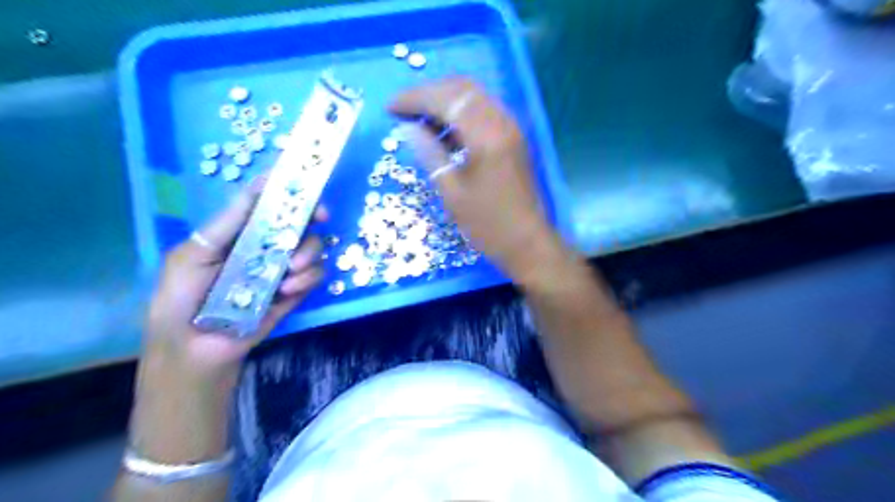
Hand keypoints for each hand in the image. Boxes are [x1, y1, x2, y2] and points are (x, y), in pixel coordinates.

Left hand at [146, 177, 328, 376]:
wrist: (193, 349)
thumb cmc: (181, 297)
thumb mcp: (194, 253)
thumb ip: (228, 222)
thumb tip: (259, 185)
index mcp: (242, 233)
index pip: (271, 206)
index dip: (291, 192)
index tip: (307, 185)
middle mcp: (266, 248)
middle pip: (301, 223)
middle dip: (313, 218)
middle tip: (320, 218)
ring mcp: (282, 271)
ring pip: (313, 249)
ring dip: (308, 254)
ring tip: (288, 274)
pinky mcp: (294, 293)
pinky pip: (315, 277)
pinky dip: (308, 279)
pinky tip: (288, 289)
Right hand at [391, 79, 556, 281]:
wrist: (528, 242)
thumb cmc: (487, 224)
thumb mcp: (452, 192)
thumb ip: (429, 154)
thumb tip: (408, 128)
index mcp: (486, 135)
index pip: (446, 98)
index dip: (414, 98)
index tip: (390, 108)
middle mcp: (502, 122)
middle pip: (461, 88)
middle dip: (428, 93)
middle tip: (404, 110)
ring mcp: (511, 128)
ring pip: (474, 97)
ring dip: (445, 101)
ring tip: (420, 121)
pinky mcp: (514, 137)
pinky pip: (484, 111)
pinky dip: (461, 114)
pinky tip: (445, 133)